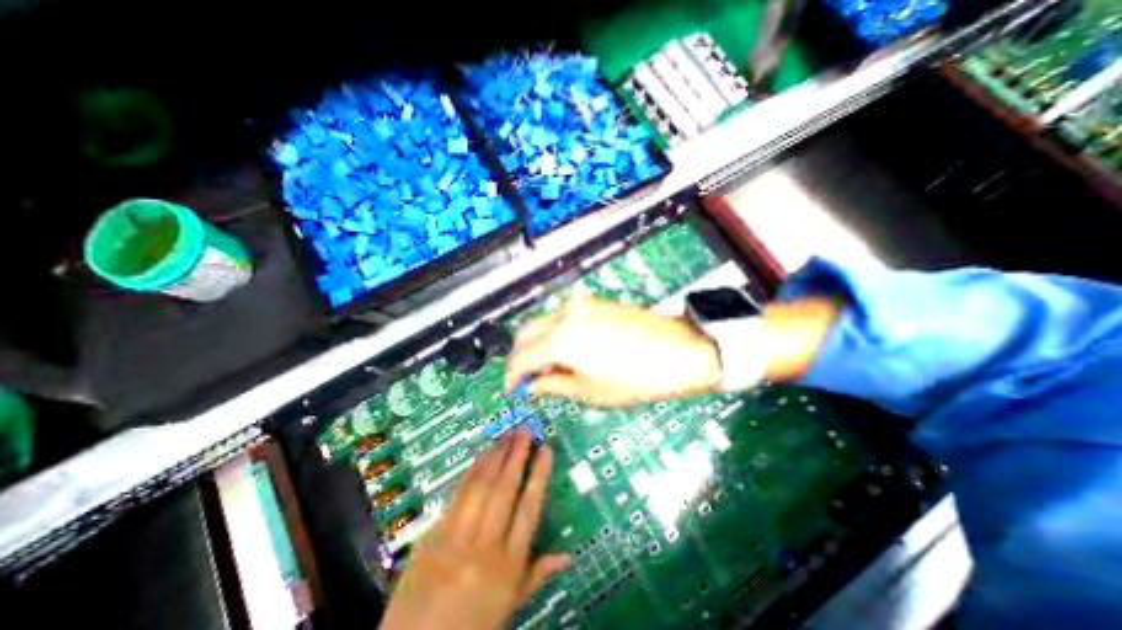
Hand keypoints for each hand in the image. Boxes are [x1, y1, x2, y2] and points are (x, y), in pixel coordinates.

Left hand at [377, 429, 571, 628]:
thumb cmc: (472, 626)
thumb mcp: (510, 605)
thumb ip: (537, 573)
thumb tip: (568, 555)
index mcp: (509, 564)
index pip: (529, 508)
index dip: (538, 475)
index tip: (545, 450)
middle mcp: (485, 544)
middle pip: (505, 489)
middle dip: (517, 455)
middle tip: (525, 429)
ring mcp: (456, 537)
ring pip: (480, 486)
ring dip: (495, 456)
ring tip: (506, 434)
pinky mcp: (433, 534)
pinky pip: (456, 495)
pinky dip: (470, 471)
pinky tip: (480, 455)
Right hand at [506, 297, 723, 405]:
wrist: (678, 350)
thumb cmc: (635, 379)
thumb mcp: (589, 390)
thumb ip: (552, 384)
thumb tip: (531, 386)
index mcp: (560, 340)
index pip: (520, 358)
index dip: (513, 376)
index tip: (514, 390)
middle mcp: (563, 316)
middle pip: (524, 334)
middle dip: (520, 357)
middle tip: (528, 379)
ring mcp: (578, 305)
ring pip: (541, 323)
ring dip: (536, 344)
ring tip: (549, 368)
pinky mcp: (591, 302)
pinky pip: (559, 317)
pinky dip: (552, 334)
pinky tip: (565, 351)